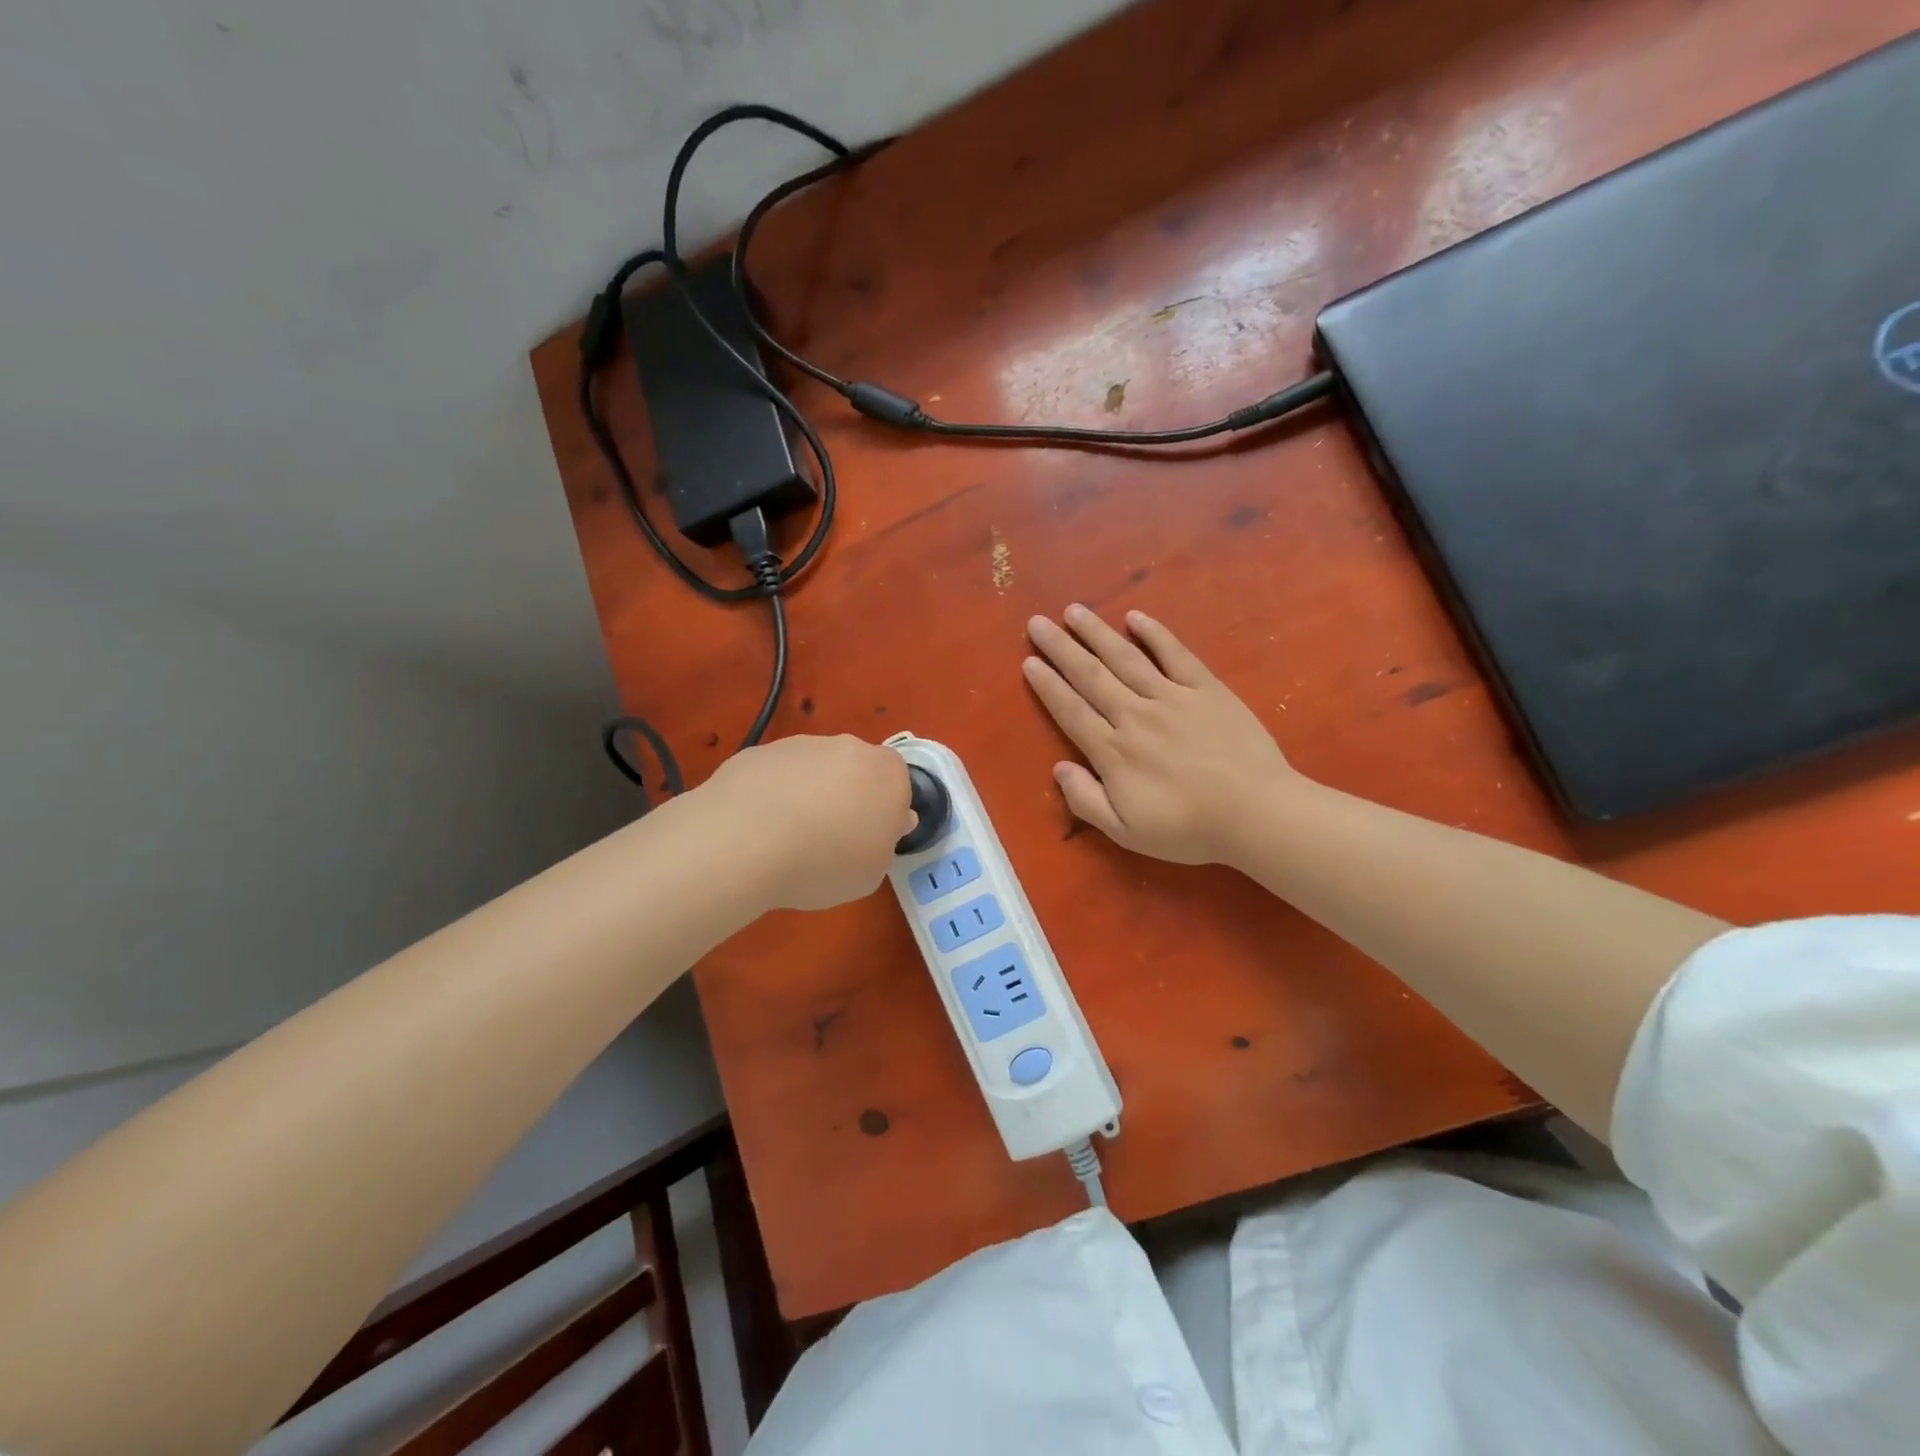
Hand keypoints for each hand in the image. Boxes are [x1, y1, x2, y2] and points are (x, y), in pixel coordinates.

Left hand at [693, 735, 916, 911]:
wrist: (745, 842)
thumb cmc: (825, 862)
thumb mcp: (872, 873)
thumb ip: (884, 843)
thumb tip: (888, 823)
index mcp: (887, 772)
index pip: (898, 783)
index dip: (884, 811)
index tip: (868, 839)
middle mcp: (848, 747)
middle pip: (856, 770)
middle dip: (848, 796)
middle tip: (830, 839)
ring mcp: (800, 745)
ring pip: (814, 769)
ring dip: (808, 794)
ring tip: (786, 837)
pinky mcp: (758, 751)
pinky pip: (776, 775)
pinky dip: (772, 794)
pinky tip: (756, 828)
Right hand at [1023, 606, 1305, 864]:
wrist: (1257, 814)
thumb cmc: (1189, 829)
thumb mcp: (1126, 832)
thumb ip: (1087, 800)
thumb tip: (1058, 768)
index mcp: (1113, 752)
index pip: (1071, 710)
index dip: (1048, 685)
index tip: (1029, 662)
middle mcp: (1135, 716)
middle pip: (1091, 676)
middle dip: (1061, 648)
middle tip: (1038, 623)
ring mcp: (1172, 698)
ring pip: (1126, 658)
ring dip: (1097, 633)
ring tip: (1074, 611)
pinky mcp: (1207, 689)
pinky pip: (1175, 655)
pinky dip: (1155, 634)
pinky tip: (1136, 617)